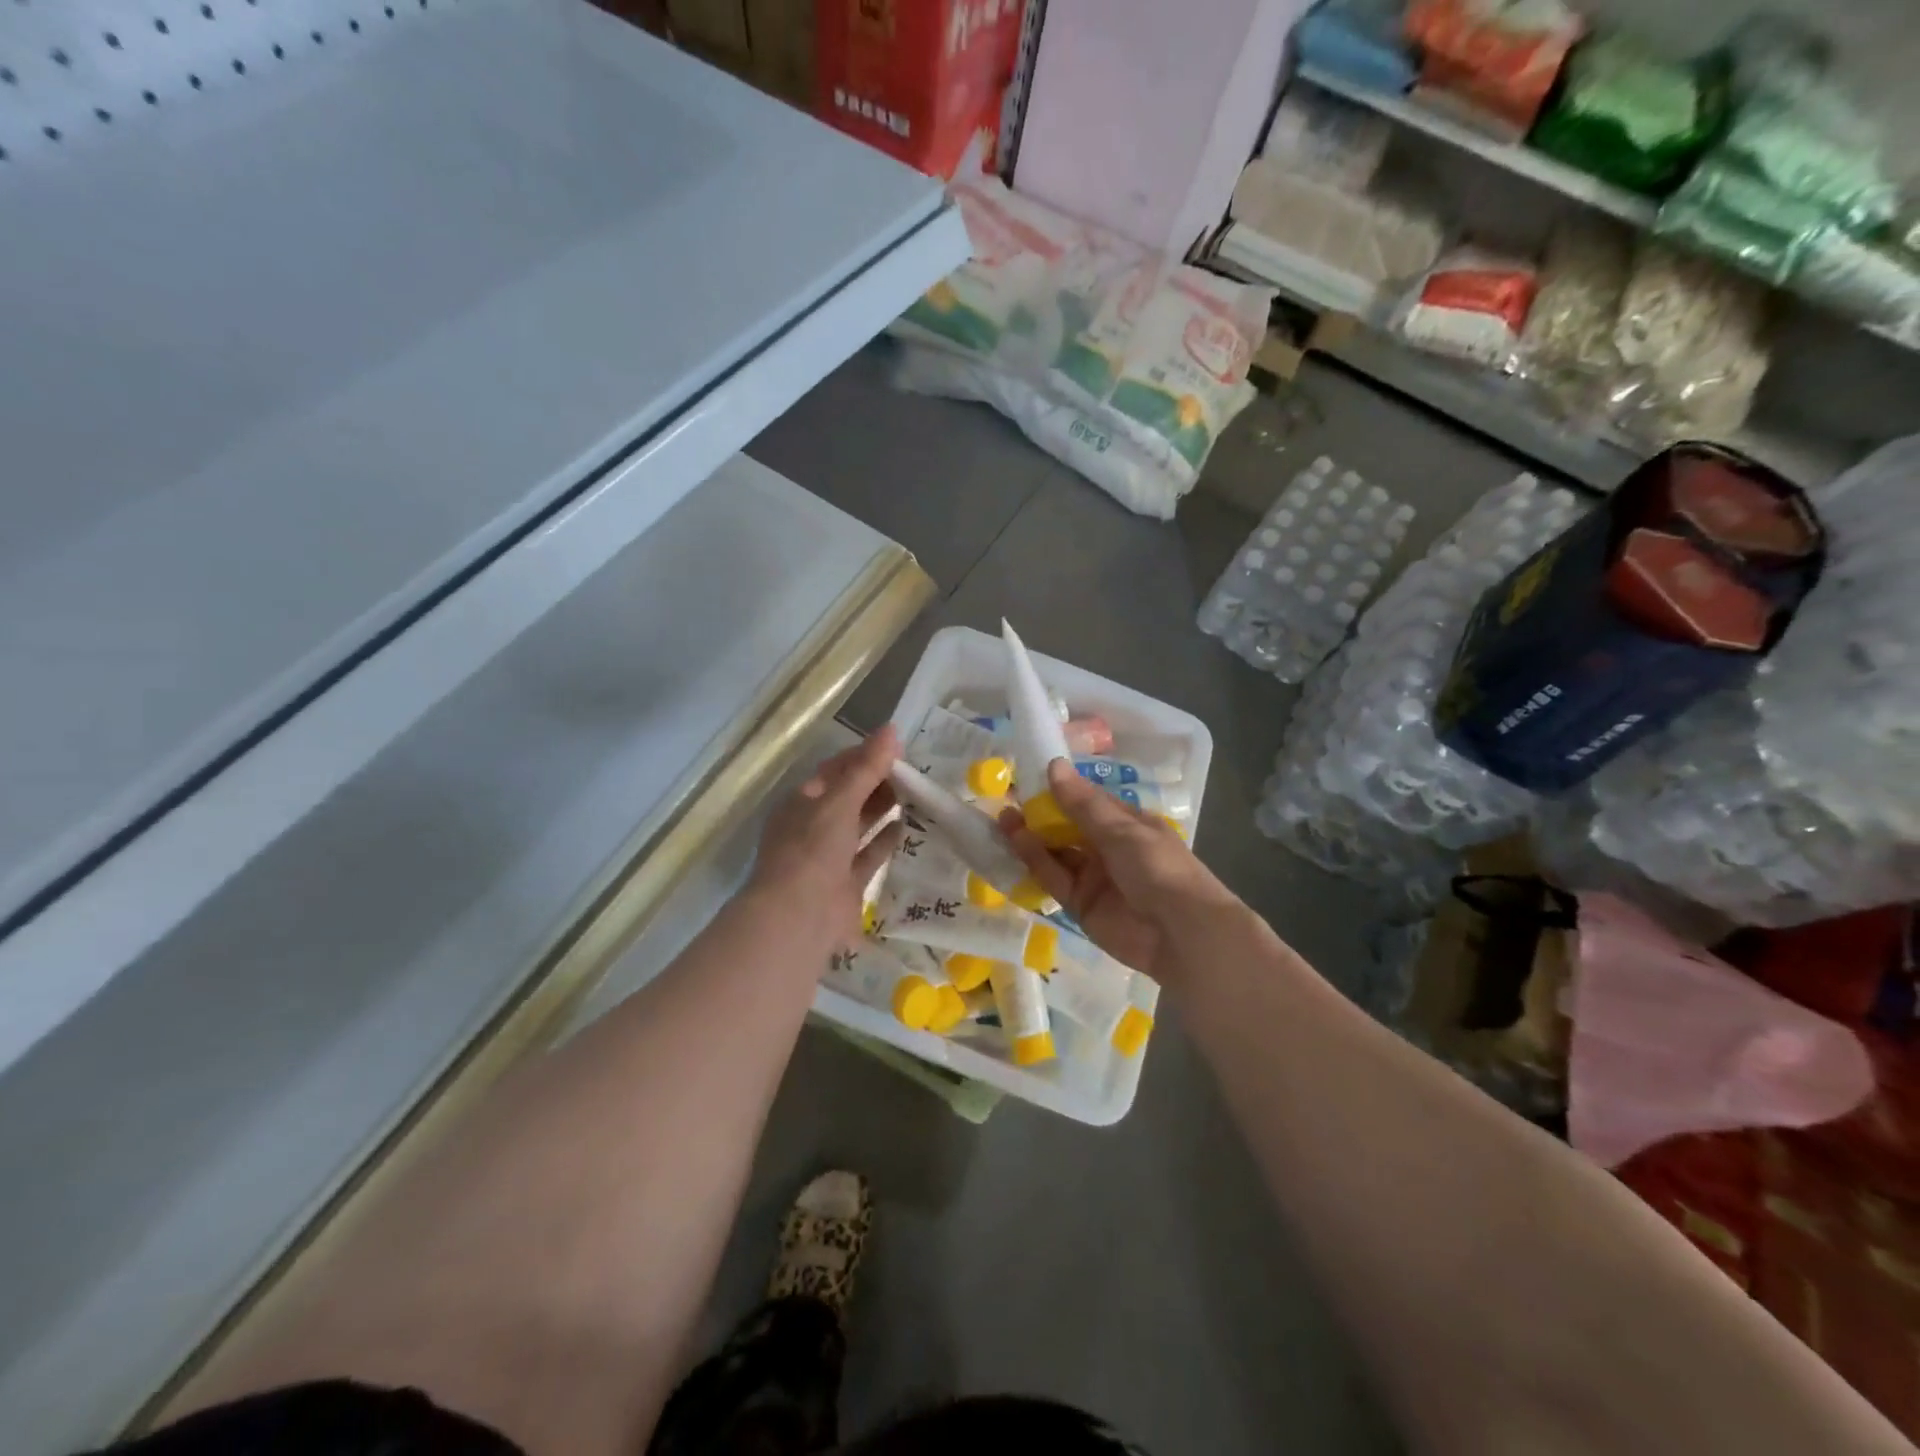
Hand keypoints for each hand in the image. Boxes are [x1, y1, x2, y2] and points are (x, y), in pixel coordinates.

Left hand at [747, 727, 904, 954]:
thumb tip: (891, 730)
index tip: (897, 747)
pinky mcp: (847, 883)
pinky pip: (869, 855)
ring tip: (917, 793)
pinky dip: (887, 840)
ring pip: (860, 825)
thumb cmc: (812, 850)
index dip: (864, 756)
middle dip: (878, 782)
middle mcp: (813, 826)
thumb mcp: (839, 802)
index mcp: (802, 802)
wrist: (799, 917)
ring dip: (884, 809)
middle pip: (850, 796)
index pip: (836, 770)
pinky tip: (908, 826)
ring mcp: (829, 857)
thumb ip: (866, 768)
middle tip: (915, 770)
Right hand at [999, 759, 1236, 983]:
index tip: (1028, 775)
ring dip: (1031, 837)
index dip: (1059, 790)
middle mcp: (1107, 848)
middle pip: (1067, 828)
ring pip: (1056, 853)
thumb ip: (1082, 804)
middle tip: (1007, 797)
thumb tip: (1053, 765)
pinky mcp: (1080, 905)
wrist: (1180, 934)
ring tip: (1004, 818)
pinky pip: (1053, 881)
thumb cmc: (1158, 868)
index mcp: (1126, 824)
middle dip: (1039, 814)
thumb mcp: (1121, 830)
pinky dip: (1034, 864)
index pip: (1087, 802)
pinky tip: (1015, 844)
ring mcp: (1093, 877)